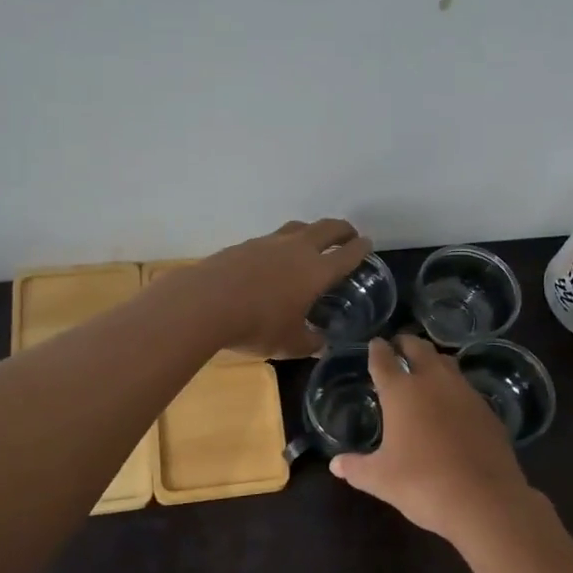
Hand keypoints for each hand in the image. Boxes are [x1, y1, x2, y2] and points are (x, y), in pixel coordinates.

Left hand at [195, 219, 373, 359]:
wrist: (206, 303)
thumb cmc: (257, 325)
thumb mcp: (289, 344)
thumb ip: (310, 343)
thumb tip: (321, 345)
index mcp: (316, 271)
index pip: (347, 254)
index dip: (360, 248)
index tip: (367, 244)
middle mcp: (297, 249)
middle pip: (326, 228)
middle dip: (342, 229)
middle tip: (348, 235)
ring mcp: (268, 243)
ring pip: (297, 227)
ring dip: (311, 231)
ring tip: (312, 241)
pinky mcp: (244, 245)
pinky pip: (271, 239)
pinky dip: (281, 244)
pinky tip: (273, 258)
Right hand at [329, 335, 558, 548]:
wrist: (485, 500)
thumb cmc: (422, 484)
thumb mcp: (380, 479)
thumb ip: (356, 468)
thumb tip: (335, 464)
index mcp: (401, 391)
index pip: (384, 359)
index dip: (377, 350)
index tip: (375, 343)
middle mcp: (433, 382)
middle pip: (419, 349)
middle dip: (406, 344)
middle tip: (399, 346)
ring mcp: (465, 393)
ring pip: (447, 363)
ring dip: (434, 360)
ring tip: (426, 368)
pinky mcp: (488, 410)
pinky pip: (466, 388)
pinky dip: (454, 388)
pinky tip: (452, 404)